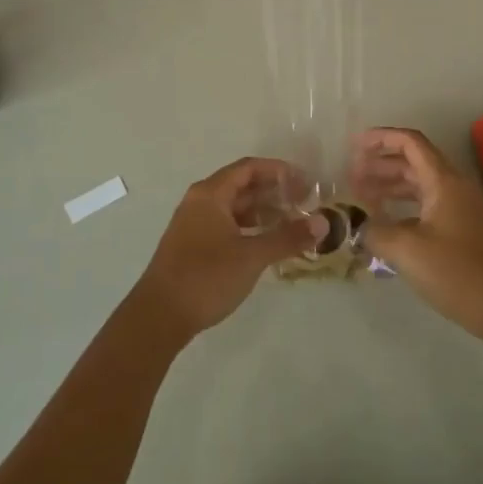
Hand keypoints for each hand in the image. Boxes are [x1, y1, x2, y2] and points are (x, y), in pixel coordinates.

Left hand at [135, 157, 324, 337]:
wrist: (159, 315)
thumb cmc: (206, 277)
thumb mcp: (252, 256)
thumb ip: (287, 238)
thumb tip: (323, 223)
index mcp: (210, 194)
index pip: (249, 168)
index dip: (279, 171)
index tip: (305, 182)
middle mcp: (200, 202)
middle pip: (241, 185)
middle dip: (273, 192)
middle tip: (304, 203)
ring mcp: (194, 224)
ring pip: (234, 208)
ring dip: (262, 212)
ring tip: (291, 223)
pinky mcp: (193, 245)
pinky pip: (227, 225)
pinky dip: (249, 228)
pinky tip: (267, 243)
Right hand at [350, 128, 482, 342]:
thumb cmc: (458, 272)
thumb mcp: (407, 250)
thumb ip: (375, 231)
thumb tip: (356, 225)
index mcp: (443, 181)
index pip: (410, 142)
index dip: (380, 138)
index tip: (353, 146)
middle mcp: (453, 188)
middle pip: (413, 162)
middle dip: (380, 165)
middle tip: (350, 178)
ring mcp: (459, 210)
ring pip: (418, 186)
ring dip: (389, 187)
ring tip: (361, 198)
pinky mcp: (460, 232)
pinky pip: (425, 207)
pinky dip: (402, 208)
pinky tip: (384, 225)